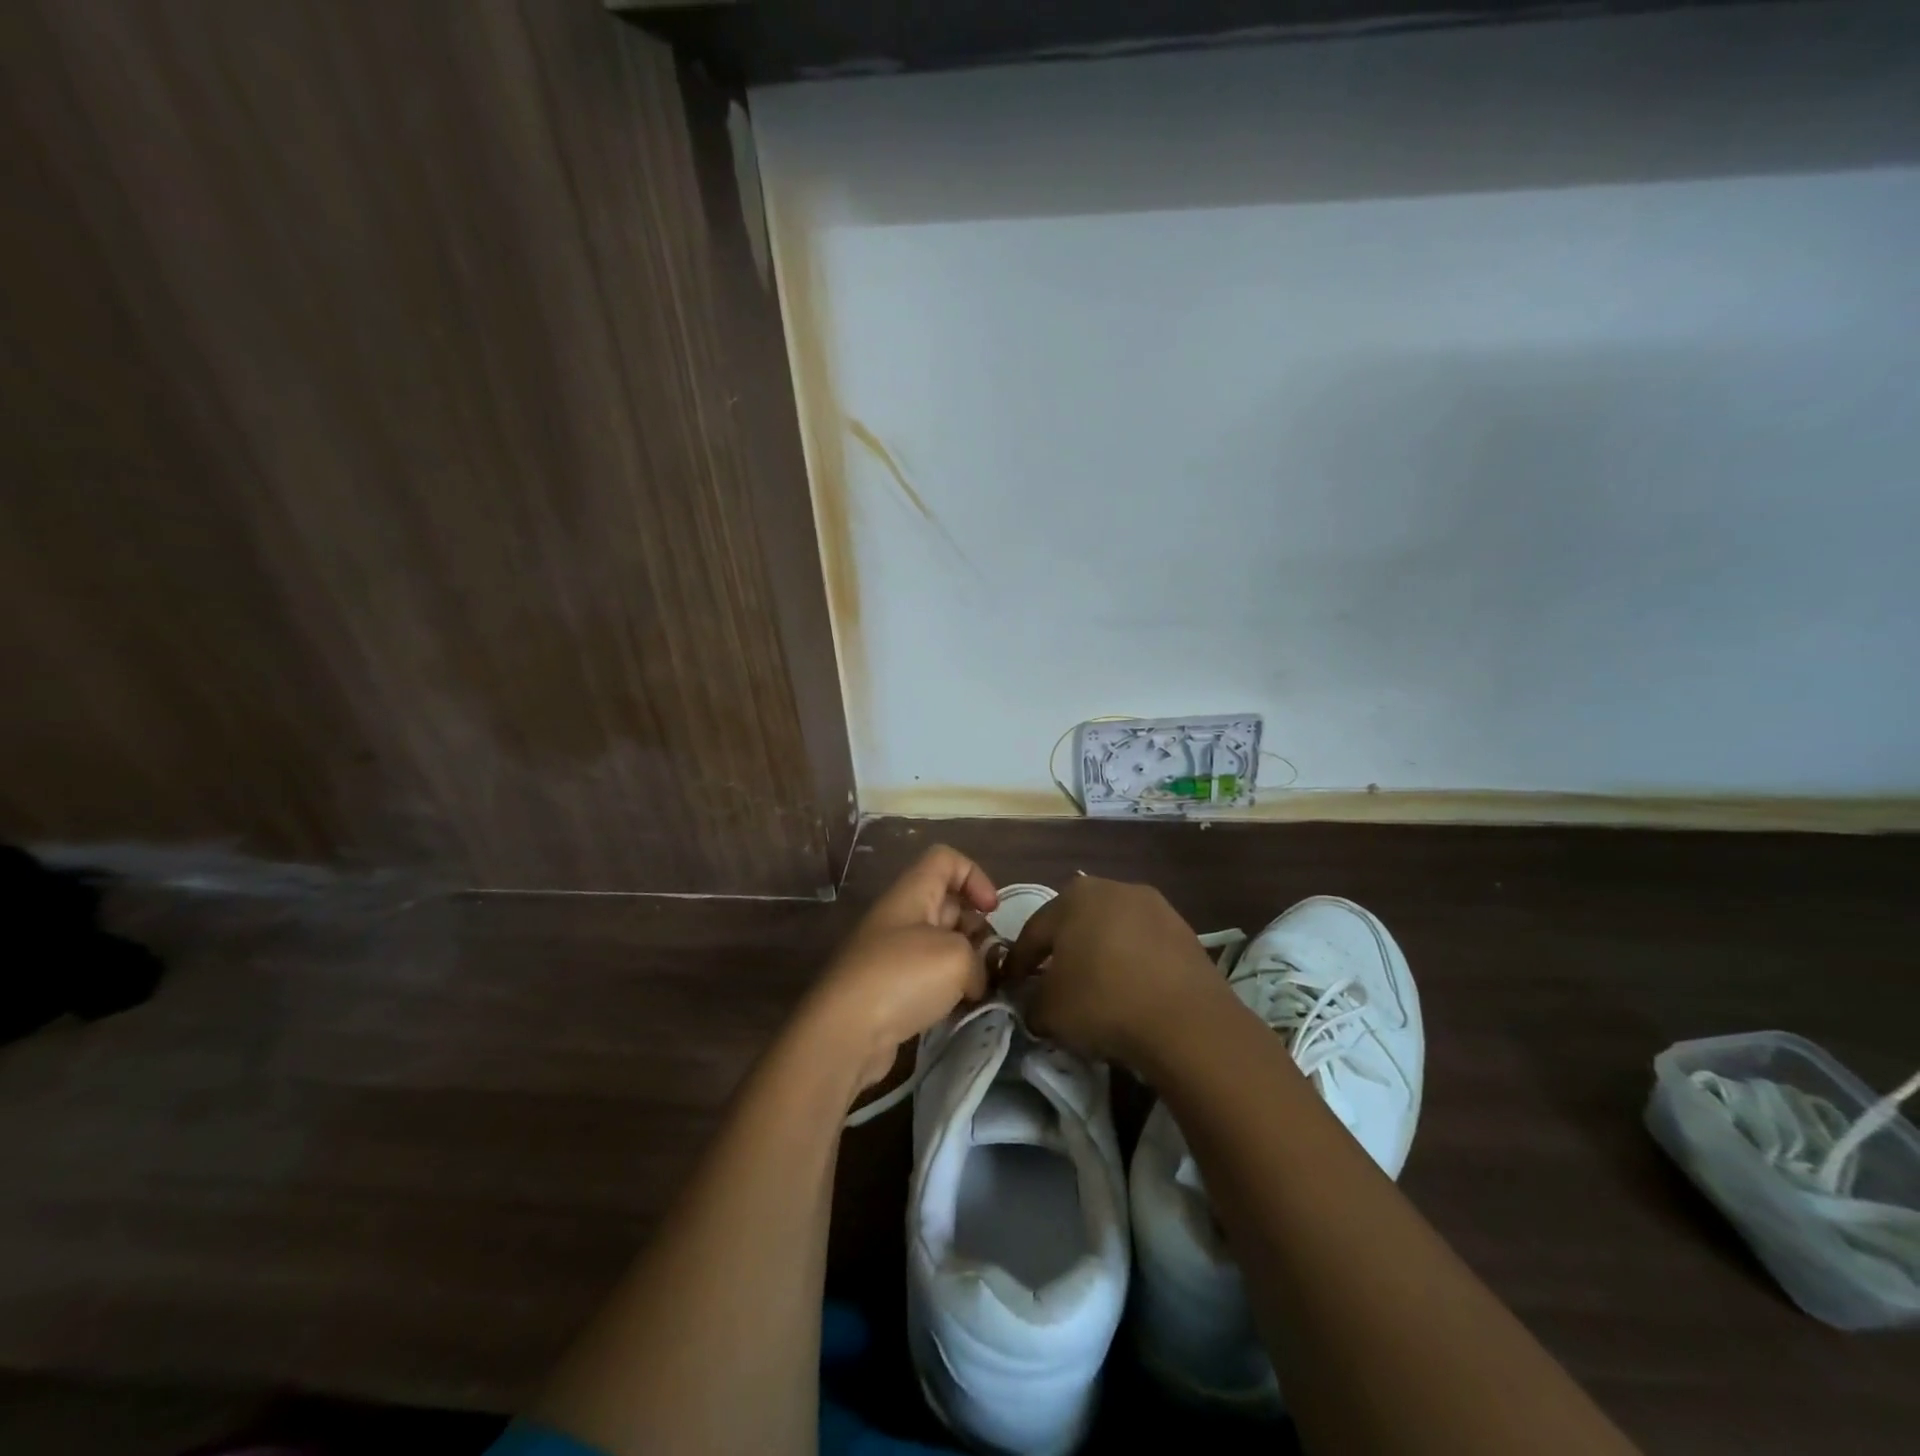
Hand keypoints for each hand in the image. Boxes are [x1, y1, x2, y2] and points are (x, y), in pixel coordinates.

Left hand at [805, 845, 998, 1094]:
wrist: (844, 1033)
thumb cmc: (901, 977)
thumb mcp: (957, 958)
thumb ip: (979, 960)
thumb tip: (974, 980)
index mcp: (912, 893)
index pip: (946, 859)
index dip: (975, 876)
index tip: (992, 911)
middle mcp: (900, 916)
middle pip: (948, 903)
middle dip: (976, 927)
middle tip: (993, 960)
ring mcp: (892, 954)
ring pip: (940, 943)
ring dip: (966, 963)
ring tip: (983, 989)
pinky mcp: (889, 990)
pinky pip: (928, 977)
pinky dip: (948, 989)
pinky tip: (961, 1010)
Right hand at [1002, 875, 1226, 1068]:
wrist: (1188, 1022)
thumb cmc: (1104, 1003)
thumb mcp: (1049, 1011)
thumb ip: (1032, 1001)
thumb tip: (1035, 1001)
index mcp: (1073, 897)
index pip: (1034, 932)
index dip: (1019, 962)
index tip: (1012, 986)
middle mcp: (1113, 888)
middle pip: (1075, 923)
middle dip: (1061, 952)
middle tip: (1052, 983)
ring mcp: (1154, 906)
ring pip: (1112, 932)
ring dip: (1099, 955)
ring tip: (1095, 988)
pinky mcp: (1184, 930)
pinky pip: (1144, 946)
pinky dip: (1131, 964)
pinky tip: (1130, 992)